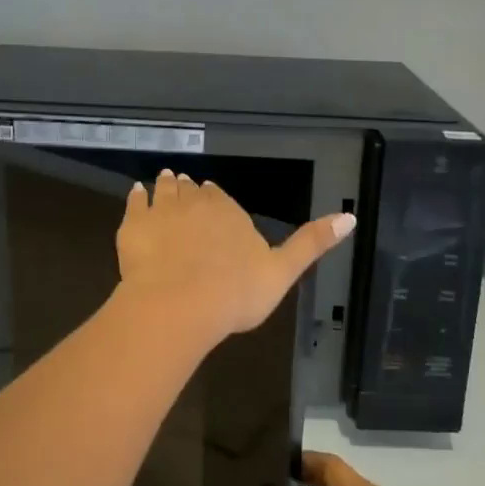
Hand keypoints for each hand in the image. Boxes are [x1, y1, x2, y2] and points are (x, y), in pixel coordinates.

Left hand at [116, 170, 353, 348]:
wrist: (179, 305)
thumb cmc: (236, 293)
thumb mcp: (283, 271)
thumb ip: (312, 242)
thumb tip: (351, 215)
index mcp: (230, 213)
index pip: (222, 199)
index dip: (217, 200)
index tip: (212, 197)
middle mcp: (196, 204)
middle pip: (193, 192)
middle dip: (191, 191)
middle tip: (187, 187)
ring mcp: (162, 213)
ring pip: (165, 191)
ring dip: (167, 185)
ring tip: (164, 180)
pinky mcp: (133, 227)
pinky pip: (134, 203)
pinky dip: (137, 196)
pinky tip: (137, 193)